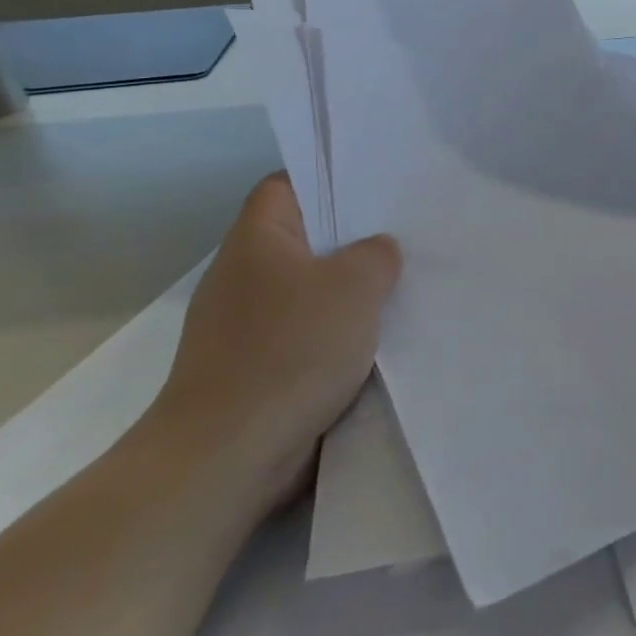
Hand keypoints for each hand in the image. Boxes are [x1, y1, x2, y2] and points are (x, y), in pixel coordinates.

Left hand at [146, 174, 399, 507]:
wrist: (228, 455)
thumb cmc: (290, 351)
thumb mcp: (354, 286)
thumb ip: (377, 255)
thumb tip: (378, 251)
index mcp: (257, 239)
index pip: (287, 184)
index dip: (329, 179)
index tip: (377, 188)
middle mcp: (245, 274)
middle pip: (305, 237)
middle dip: (354, 238)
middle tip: (407, 234)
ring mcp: (246, 324)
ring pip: (310, 288)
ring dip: (351, 291)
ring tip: (404, 284)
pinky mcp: (257, 366)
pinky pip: (307, 332)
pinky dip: (339, 332)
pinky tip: (379, 339)